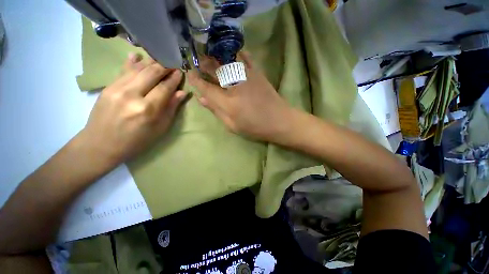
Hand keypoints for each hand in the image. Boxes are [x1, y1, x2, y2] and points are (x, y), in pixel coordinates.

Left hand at [79, 53, 187, 164]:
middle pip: (151, 73)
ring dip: (150, 63)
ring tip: (160, 60)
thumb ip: (171, 108)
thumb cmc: (137, 141)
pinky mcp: (107, 87)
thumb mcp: (160, 128)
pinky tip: (137, 55)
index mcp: (148, 109)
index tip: (180, 72)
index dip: (174, 79)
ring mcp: (117, 89)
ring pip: (137, 69)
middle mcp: (132, 95)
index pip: (165, 87)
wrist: (101, 145)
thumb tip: (182, 93)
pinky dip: (131, 62)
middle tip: (172, 64)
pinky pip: (122, 70)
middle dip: (164, 66)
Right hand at [188, 53, 293, 142]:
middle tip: (196, 60)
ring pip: (226, 60)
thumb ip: (216, 111)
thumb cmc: (255, 127)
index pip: (206, 88)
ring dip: (215, 55)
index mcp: (228, 102)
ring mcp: (247, 76)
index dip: (196, 80)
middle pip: (214, 69)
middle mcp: (235, 85)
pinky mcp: (257, 73)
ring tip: (208, 53)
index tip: (189, 73)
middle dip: (203, 63)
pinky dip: (236, 53)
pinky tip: (231, 52)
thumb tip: (202, 99)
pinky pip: (245, 57)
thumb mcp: (233, 126)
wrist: (279, 121)